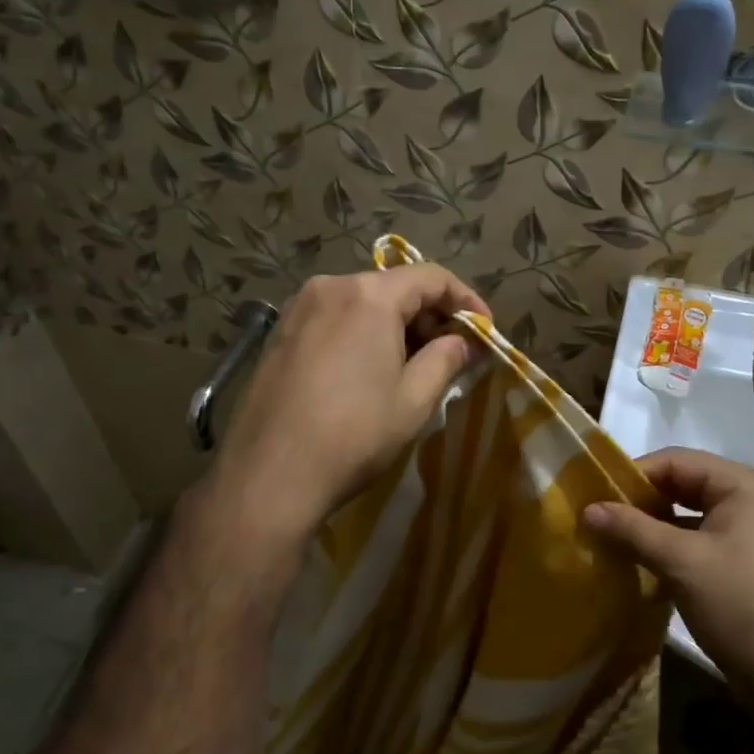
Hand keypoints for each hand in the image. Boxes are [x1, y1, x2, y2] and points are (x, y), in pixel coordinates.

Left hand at [197, 264, 488, 582]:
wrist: (268, 476)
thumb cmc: (353, 434)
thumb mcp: (414, 399)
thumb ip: (446, 359)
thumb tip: (462, 342)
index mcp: (369, 294)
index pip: (431, 277)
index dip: (466, 300)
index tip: (485, 330)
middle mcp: (331, 286)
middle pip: (394, 286)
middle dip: (430, 315)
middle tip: (452, 352)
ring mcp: (298, 308)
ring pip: (362, 302)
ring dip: (395, 325)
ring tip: (412, 364)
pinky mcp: (278, 333)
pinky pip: (334, 318)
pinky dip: (362, 332)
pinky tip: (368, 369)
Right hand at [584, 448, 753, 705]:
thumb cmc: (742, 607)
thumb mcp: (681, 563)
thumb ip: (632, 529)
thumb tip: (587, 508)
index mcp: (741, 484)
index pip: (674, 460)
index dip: (632, 475)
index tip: (593, 496)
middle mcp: (748, 499)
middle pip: (681, 484)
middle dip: (640, 500)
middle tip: (597, 518)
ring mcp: (749, 532)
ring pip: (687, 514)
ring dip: (651, 525)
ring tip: (611, 540)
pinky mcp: (744, 563)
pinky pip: (697, 540)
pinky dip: (669, 546)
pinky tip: (639, 563)